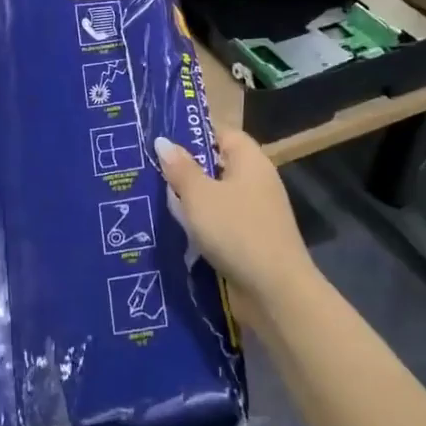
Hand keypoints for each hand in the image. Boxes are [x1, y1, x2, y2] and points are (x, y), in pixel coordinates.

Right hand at [155, 127, 316, 323]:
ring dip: (192, 202)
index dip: (195, 134)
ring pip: (217, 197)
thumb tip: (163, 141)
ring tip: (155, 200)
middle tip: (150, 171)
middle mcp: (257, 182)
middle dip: (187, 169)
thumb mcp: (200, 196)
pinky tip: (176, 231)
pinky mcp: (251, 241)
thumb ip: (180, 168)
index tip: (163, 143)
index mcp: (251, 161)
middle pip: (218, 165)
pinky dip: (201, 226)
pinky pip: (221, 223)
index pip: (223, 133)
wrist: (274, 291)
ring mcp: (256, 213)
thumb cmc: (236, 231)